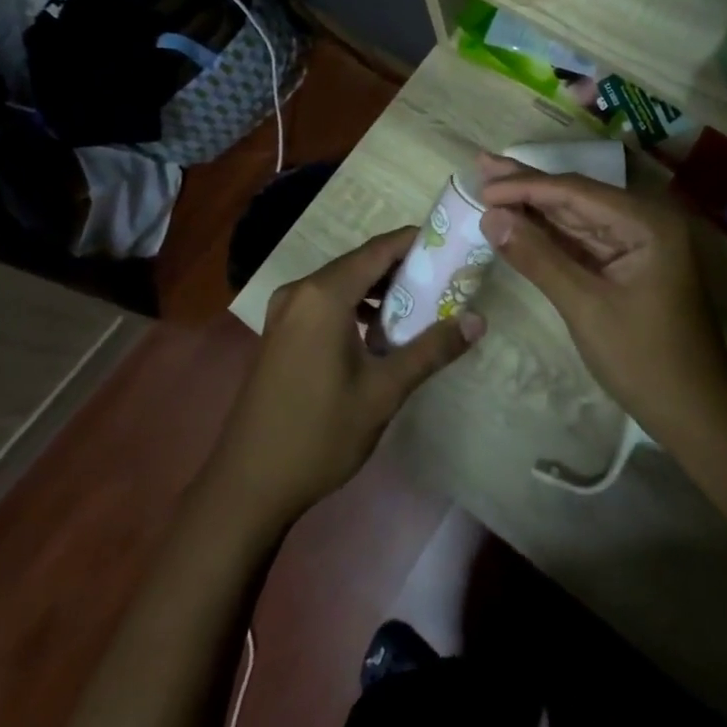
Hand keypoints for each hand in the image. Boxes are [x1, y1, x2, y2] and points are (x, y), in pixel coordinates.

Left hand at [207, 229, 484, 528]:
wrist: (248, 484)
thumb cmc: (320, 433)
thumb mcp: (383, 392)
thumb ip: (430, 350)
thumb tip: (478, 321)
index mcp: (323, 295)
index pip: (378, 250)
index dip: (415, 242)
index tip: (450, 245)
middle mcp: (300, 291)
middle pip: (359, 263)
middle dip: (401, 268)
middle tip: (443, 279)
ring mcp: (284, 311)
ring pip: (341, 283)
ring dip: (377, 289)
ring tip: (418, 306)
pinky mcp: (279, 331)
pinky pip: (324, 302)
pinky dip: (353, 305)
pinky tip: (377, 333)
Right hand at [475, 157, 726, 446]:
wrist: (697, 417)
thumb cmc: (645, 361)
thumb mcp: (585, 307)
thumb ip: (538, 257)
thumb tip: (490, 217)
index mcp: (647, 222)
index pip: (575, 192)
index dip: (525, 186)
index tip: (482, 184)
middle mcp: (645, 222)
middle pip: (576, 197)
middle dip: (527, 185)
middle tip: (482, 165)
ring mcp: (637, 244)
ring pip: (576, 218)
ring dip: (534, 207)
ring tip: (491, 185)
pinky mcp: (628, 266)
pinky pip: (582, 242)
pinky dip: (550, 234)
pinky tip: (521, 220)